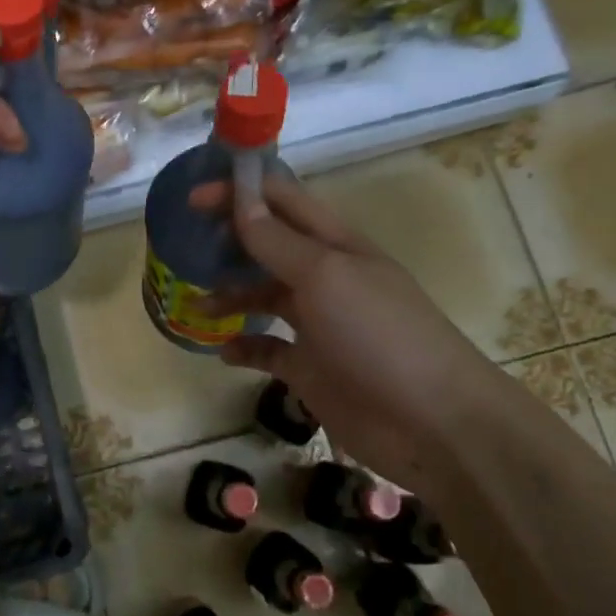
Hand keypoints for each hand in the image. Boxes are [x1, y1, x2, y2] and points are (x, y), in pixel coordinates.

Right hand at [201, 174, 511, 493]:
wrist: (429, 422)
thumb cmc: (378, 335)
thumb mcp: (324, 276)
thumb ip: (277, 242)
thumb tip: (240, 201)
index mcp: (335, 245)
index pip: (283, 202)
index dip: (241, 192)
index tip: (194, 198)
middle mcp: (325, 279)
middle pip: (269, 246)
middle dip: (231, 241)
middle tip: (186, 246)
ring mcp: (318, 325)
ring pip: (264, 296)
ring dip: (231, 293)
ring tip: (198, 305)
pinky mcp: (310, 368)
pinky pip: (267, 350)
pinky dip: (243, 346)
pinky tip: (224, 351)